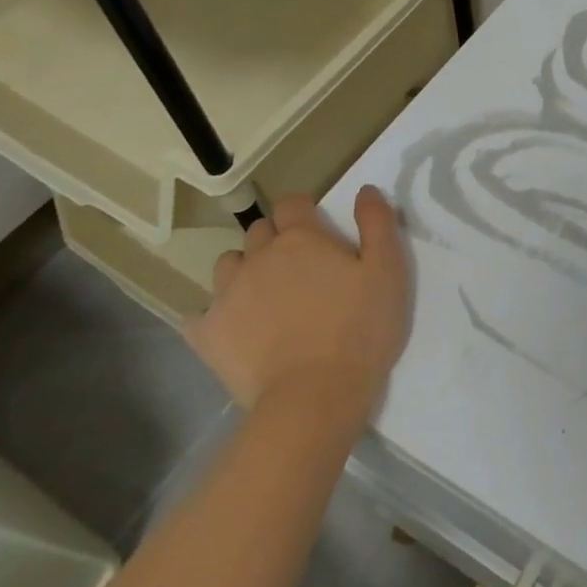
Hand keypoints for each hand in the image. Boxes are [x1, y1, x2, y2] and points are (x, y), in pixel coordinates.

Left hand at [187, 187, 410, 415]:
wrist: (314, 397)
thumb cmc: (360, 330)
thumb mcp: (388, 271)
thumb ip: (377, 223)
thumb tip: (365, 189)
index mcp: (301, 239)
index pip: (292, 203)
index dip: (304, 211)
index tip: (318, 230)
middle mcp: (258, 257)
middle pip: (259, 231)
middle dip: (276, 240)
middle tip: (299, 268)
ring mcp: (227, 295)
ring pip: (228, 265)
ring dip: (245, 271)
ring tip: (266, 297)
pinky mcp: (208, 334)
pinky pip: (199, 314)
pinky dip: (214, 315)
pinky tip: (233, 329)